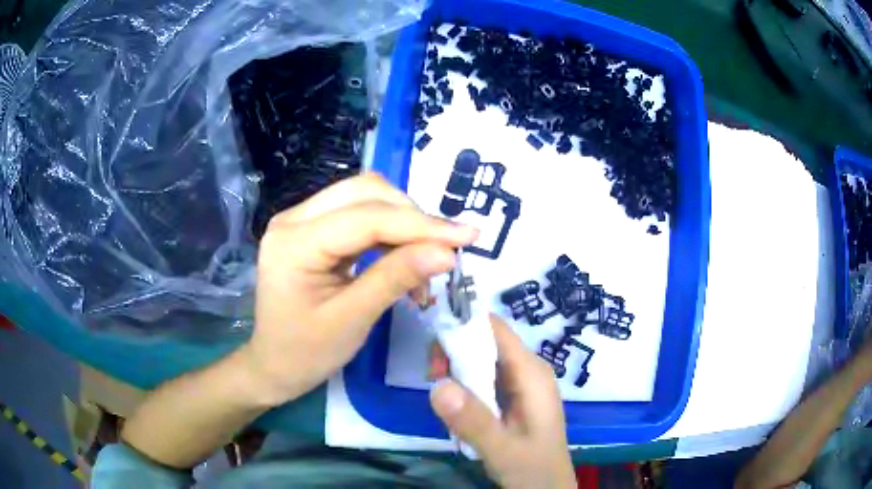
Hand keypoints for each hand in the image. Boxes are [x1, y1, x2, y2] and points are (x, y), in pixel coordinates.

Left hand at [244, 174, 478, 404]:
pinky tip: (405, 253)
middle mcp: (293, 218)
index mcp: (294, 242)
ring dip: (403, 220)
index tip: (468, 236)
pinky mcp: (312, 228)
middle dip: (412, 216)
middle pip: (365, 192)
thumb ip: (396, 279)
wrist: (273, 364)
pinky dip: (389, 229)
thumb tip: (447, 253)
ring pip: (364, 197)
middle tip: (445, 250)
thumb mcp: (352, 320)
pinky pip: (358, 214)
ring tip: (427, 256)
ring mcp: (300, 219)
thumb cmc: (305, 353)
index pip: (366, 218)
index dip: (421, 225)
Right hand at [430, 316, 574, 488]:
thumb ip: (473, 421)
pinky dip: (464, 387)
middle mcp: (528, 371)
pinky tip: (454, 407)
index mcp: (532, 373)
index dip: (464, 325)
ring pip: (482, 361)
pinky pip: (483, 380)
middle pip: (486, 342)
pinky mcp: (512, 398)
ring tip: (439, 394)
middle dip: (455, 352)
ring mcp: (520, 384)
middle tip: (431, 375)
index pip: (496, 330)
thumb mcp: (502, 449)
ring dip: (456, 371)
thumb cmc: (533, 469)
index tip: (432, 341)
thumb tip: (437, 385)